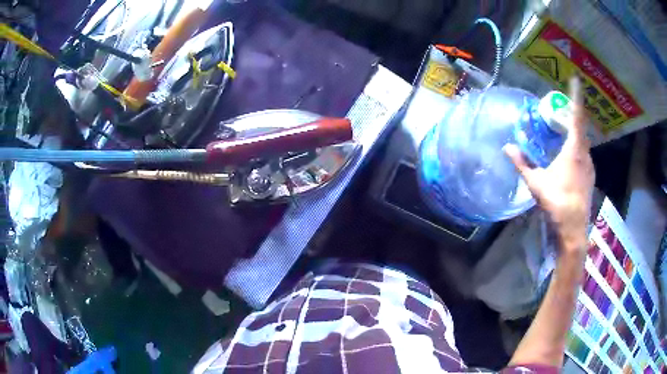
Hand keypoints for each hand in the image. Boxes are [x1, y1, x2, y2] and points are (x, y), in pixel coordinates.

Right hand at [504, 78, 594, 255]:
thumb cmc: (557, 203)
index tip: (575, 80)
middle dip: (572, 115)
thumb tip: (506, 147)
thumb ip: (522, 164)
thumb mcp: (536, 183)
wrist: (573, 229)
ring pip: (583, 142)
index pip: (577, 117)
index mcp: (574, 150)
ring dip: (575, 133)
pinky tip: (568, 155)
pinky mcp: (590, 176)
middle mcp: (585, 154)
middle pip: (581, 128)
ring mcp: (589, 166)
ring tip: (563, 130)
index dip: (576, 97)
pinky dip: (577, 147)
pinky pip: (584, 154)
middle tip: (560, 110)